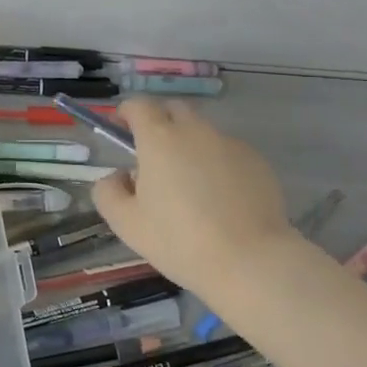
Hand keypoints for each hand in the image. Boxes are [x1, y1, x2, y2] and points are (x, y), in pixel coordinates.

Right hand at [92, 99, 298, 300]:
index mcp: (159, 139)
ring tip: (190, 183)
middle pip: (174, 109)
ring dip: (190, 145)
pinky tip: (220, 198)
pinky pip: (228, 152)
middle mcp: (195, 131)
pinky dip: (217, 163)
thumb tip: (120, 176)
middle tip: (154, 154)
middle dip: (160, 121)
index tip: (121, 127)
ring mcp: (230, 144)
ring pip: (203, 132)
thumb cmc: (180, 240)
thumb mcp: (126, 223)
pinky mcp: (257, 161)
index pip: (139, 105)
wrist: (250, 261)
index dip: (127, 112)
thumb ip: (108, 192)